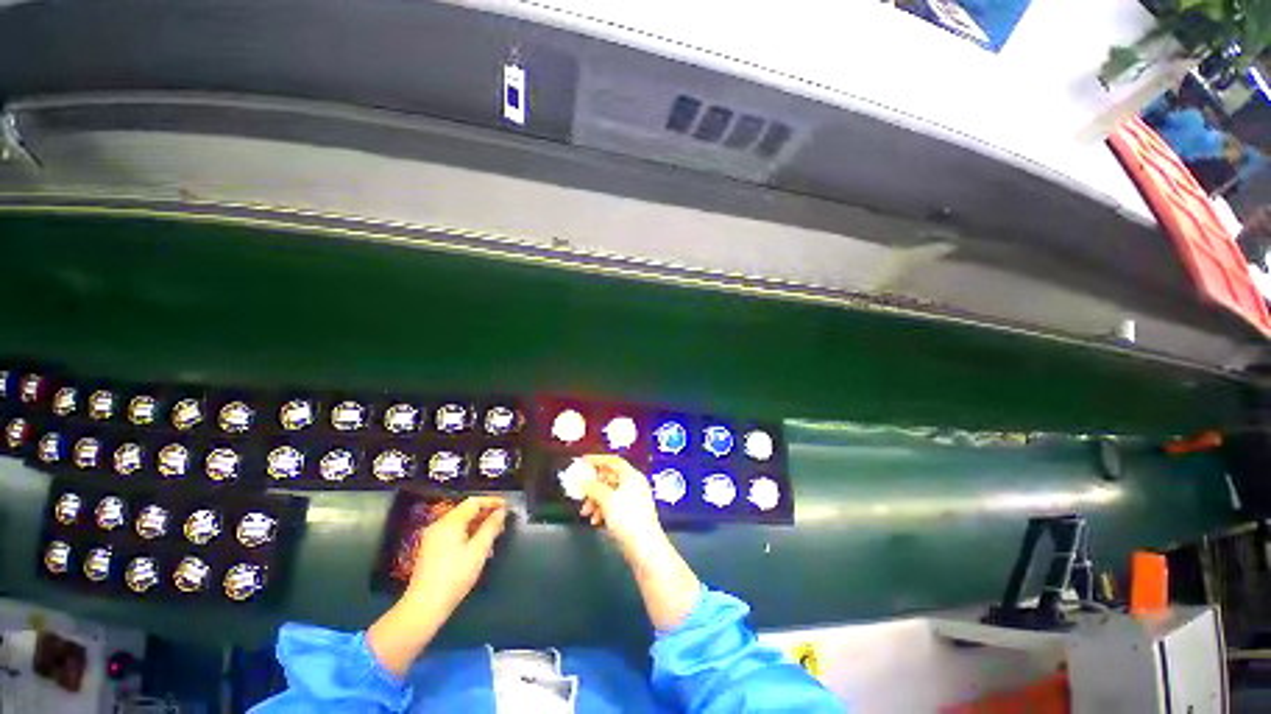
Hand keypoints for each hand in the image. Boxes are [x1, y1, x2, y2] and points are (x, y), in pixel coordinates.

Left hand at [406, 496, 507, 613]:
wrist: (424, 607)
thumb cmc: (454, 576)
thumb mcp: (478, 550)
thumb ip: (491, 527)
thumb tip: (501, 512)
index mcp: (450, 522)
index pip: (474, 502)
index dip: (492, 501)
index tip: (507, 506)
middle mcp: (439, 525)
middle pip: (466, 511)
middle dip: (486, 514)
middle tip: (503, 522)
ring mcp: (433, 537)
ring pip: (460, 523)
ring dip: (478, 525)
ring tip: (494, 536)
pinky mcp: (431, 549)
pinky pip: (453, 533)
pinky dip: (468, 534)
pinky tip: (478, 547)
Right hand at [578, 455, 700, 630]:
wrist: (645, 548)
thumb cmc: (627, 519)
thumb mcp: (607, 500)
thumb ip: (592, 487)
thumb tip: (581, 481)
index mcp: (631, 476)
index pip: (613, 461)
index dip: (596, 459)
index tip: (581, 462)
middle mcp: (633, 484)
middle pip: (609, 477)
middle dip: (593, 485)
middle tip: (579, 492)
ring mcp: (633, 499)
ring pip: (609, 493)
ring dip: (595, 500)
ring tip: (585, 513)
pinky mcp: (631, 513)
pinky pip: (613, 505)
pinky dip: (602, 510)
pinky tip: (595, 521)